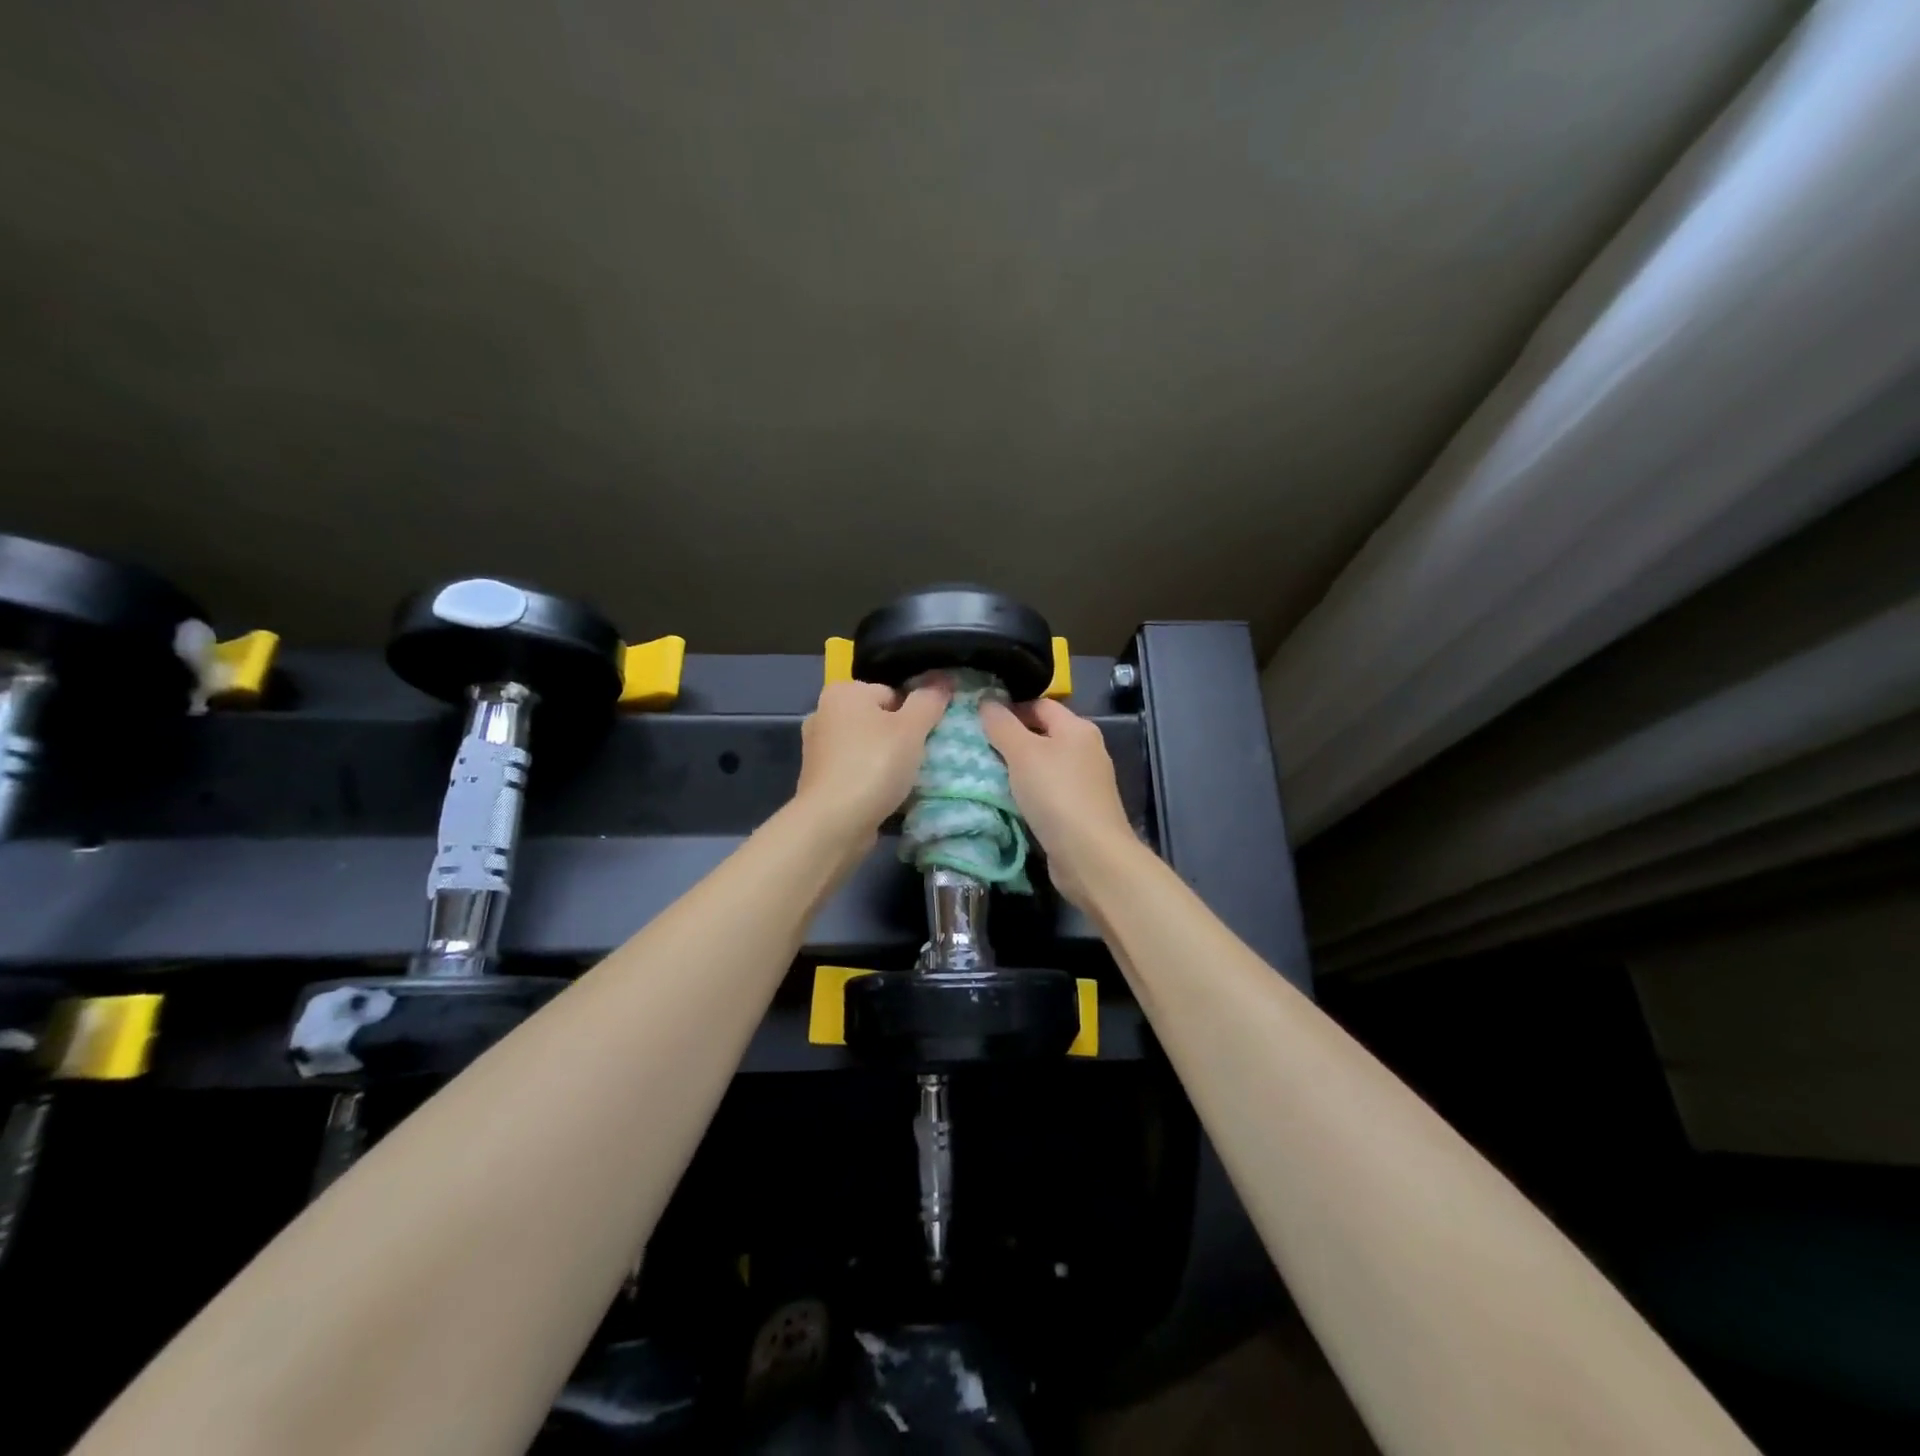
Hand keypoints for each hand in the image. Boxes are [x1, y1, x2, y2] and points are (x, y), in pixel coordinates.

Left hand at [795, 679, 950, 841]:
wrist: (834, 823)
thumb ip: (929, 700)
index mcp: (843, 692)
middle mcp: (823, 713)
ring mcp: (818, 748)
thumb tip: (943, 678)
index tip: (924, 738)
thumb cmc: (874, 765)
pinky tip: (884, 795)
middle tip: (918, 759)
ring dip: (887, 760)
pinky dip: (871, 779)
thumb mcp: (912, 728)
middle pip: (879, 719)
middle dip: (900, 737)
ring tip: (904, 780)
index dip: (914, 714)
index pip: (892, 692)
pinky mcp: (819, 779)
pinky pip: (856, 770)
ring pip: (868, 746)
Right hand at [980, 698, 1138, 908]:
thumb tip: (986, 701)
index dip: (1010, 708)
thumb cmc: (1056, 794)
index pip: (1040, 704)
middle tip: (978, 748)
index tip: (979, 721)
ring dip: (1018, 769)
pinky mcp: (1080, 810)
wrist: (1090, 855)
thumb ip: (1002, 725)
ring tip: (986, 774)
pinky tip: (1009, 801)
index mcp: (1078, 728)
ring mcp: (1086, 782)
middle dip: (1011, 740)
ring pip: (1044, 765)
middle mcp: (1086, 750)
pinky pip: (1048, 791)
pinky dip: (1029, 792)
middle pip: (1043, 734)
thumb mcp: (1022, 753)